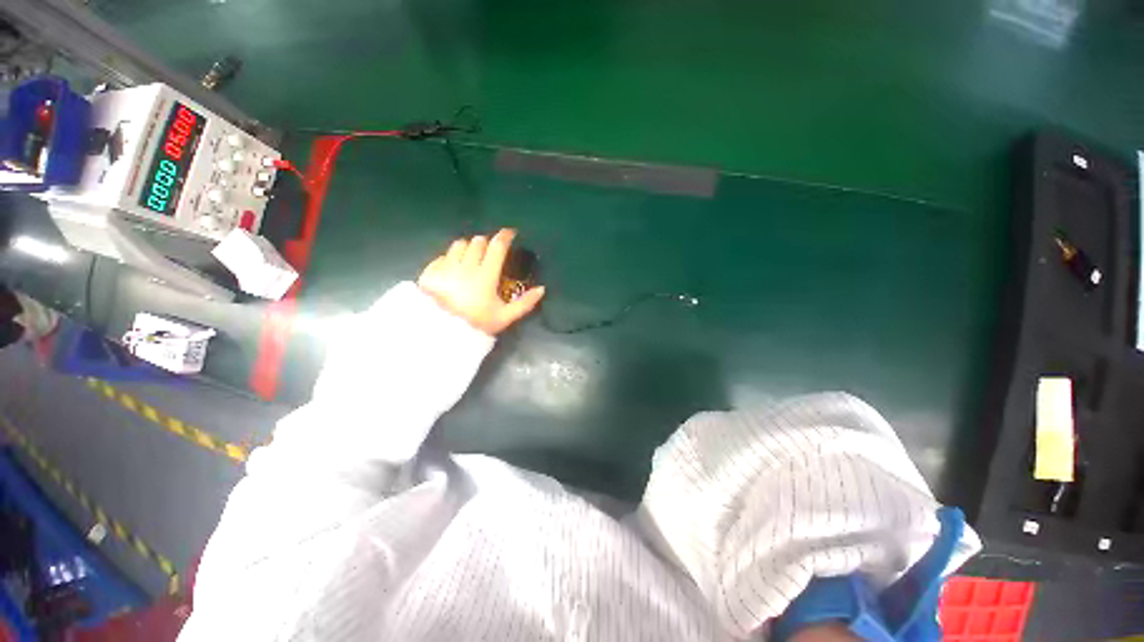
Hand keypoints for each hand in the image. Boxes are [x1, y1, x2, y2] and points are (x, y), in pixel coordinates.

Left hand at [418, 229, 545, 334]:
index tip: (510, 233)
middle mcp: (466, 266)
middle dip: (487, 243)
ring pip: (459, 244)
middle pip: (478, 241)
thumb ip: (525, 303)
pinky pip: (443, 256)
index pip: (497, 246)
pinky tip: (454, 268)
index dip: (505, 236)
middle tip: (491, 251)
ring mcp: (446, 267)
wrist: (441, 333)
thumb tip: (542, 289)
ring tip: (472, 257)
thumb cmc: (476, 324)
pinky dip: (451, 257)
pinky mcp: (430, 272)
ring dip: (469, 247)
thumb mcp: (505, 317)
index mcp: (486, 275)